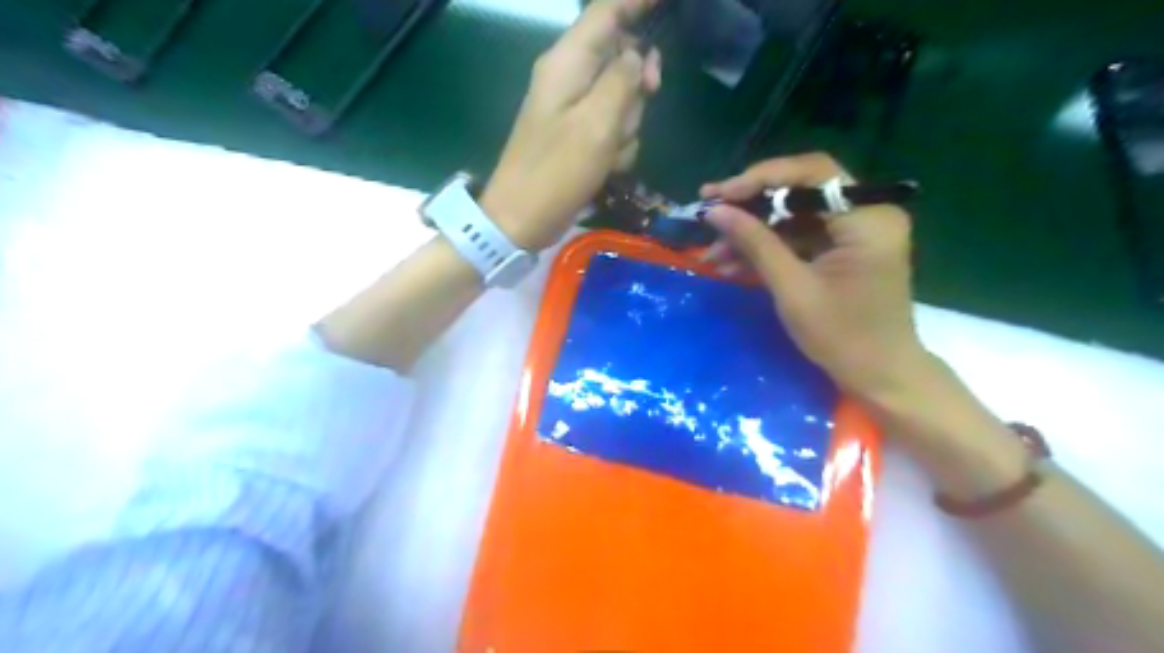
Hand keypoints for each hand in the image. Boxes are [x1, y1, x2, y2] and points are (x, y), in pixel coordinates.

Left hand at [482, 1, 661, 251]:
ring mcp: (573, 110)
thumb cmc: (556, 172)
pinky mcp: (578, 136)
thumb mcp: (597, 125)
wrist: (521, 219)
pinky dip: (617, 147)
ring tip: (610, 152)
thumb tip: (636, 55)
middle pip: (621, 58)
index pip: (608, 12)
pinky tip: (606, 167)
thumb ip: (622, 81)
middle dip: (637, 85)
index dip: (639, 2)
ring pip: (622, 99)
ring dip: (627, 125)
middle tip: (649, 97)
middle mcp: (569, 78)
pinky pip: (612, 128)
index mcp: (568, 63)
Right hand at [694, 153, 932, 403]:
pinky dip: (767, 249)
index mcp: (868, 218)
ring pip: (793, 216)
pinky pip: (798, 237)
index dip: (761, 179)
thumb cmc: (842, 337)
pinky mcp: (842, 250)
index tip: (719, 195)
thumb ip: (755, 243)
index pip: (812, 174)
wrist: (878, 376)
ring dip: (753, 233)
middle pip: (800, 192)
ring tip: (713, 253)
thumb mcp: (792, 288)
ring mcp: (855, 232)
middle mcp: (867, 213)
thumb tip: (714, 210)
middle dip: (750, 206)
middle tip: (709, 215)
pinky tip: (732, 264)